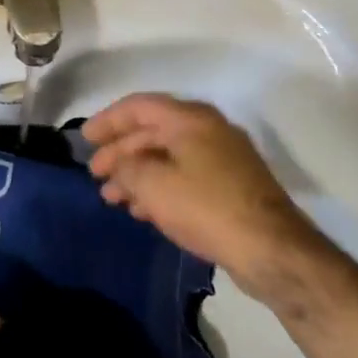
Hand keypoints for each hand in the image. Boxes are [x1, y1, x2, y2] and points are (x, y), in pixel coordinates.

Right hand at [83, 94, 326, 300]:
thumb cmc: (206, 207)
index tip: (85, 140)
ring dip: (137, 174)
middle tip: (96, 173)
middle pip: (152, 131)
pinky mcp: (232, 186)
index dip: (108, 120)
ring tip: (113, 198)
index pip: (139, 107)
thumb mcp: (153, 185)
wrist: (273, 251)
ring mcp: (224, 158)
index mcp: (190, 119)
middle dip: (120, 152)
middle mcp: (208, 130)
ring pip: (168, 157)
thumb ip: (126, 168)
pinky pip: (184, 176)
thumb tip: (118, 165)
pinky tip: (143, 209)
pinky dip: (159, 187)